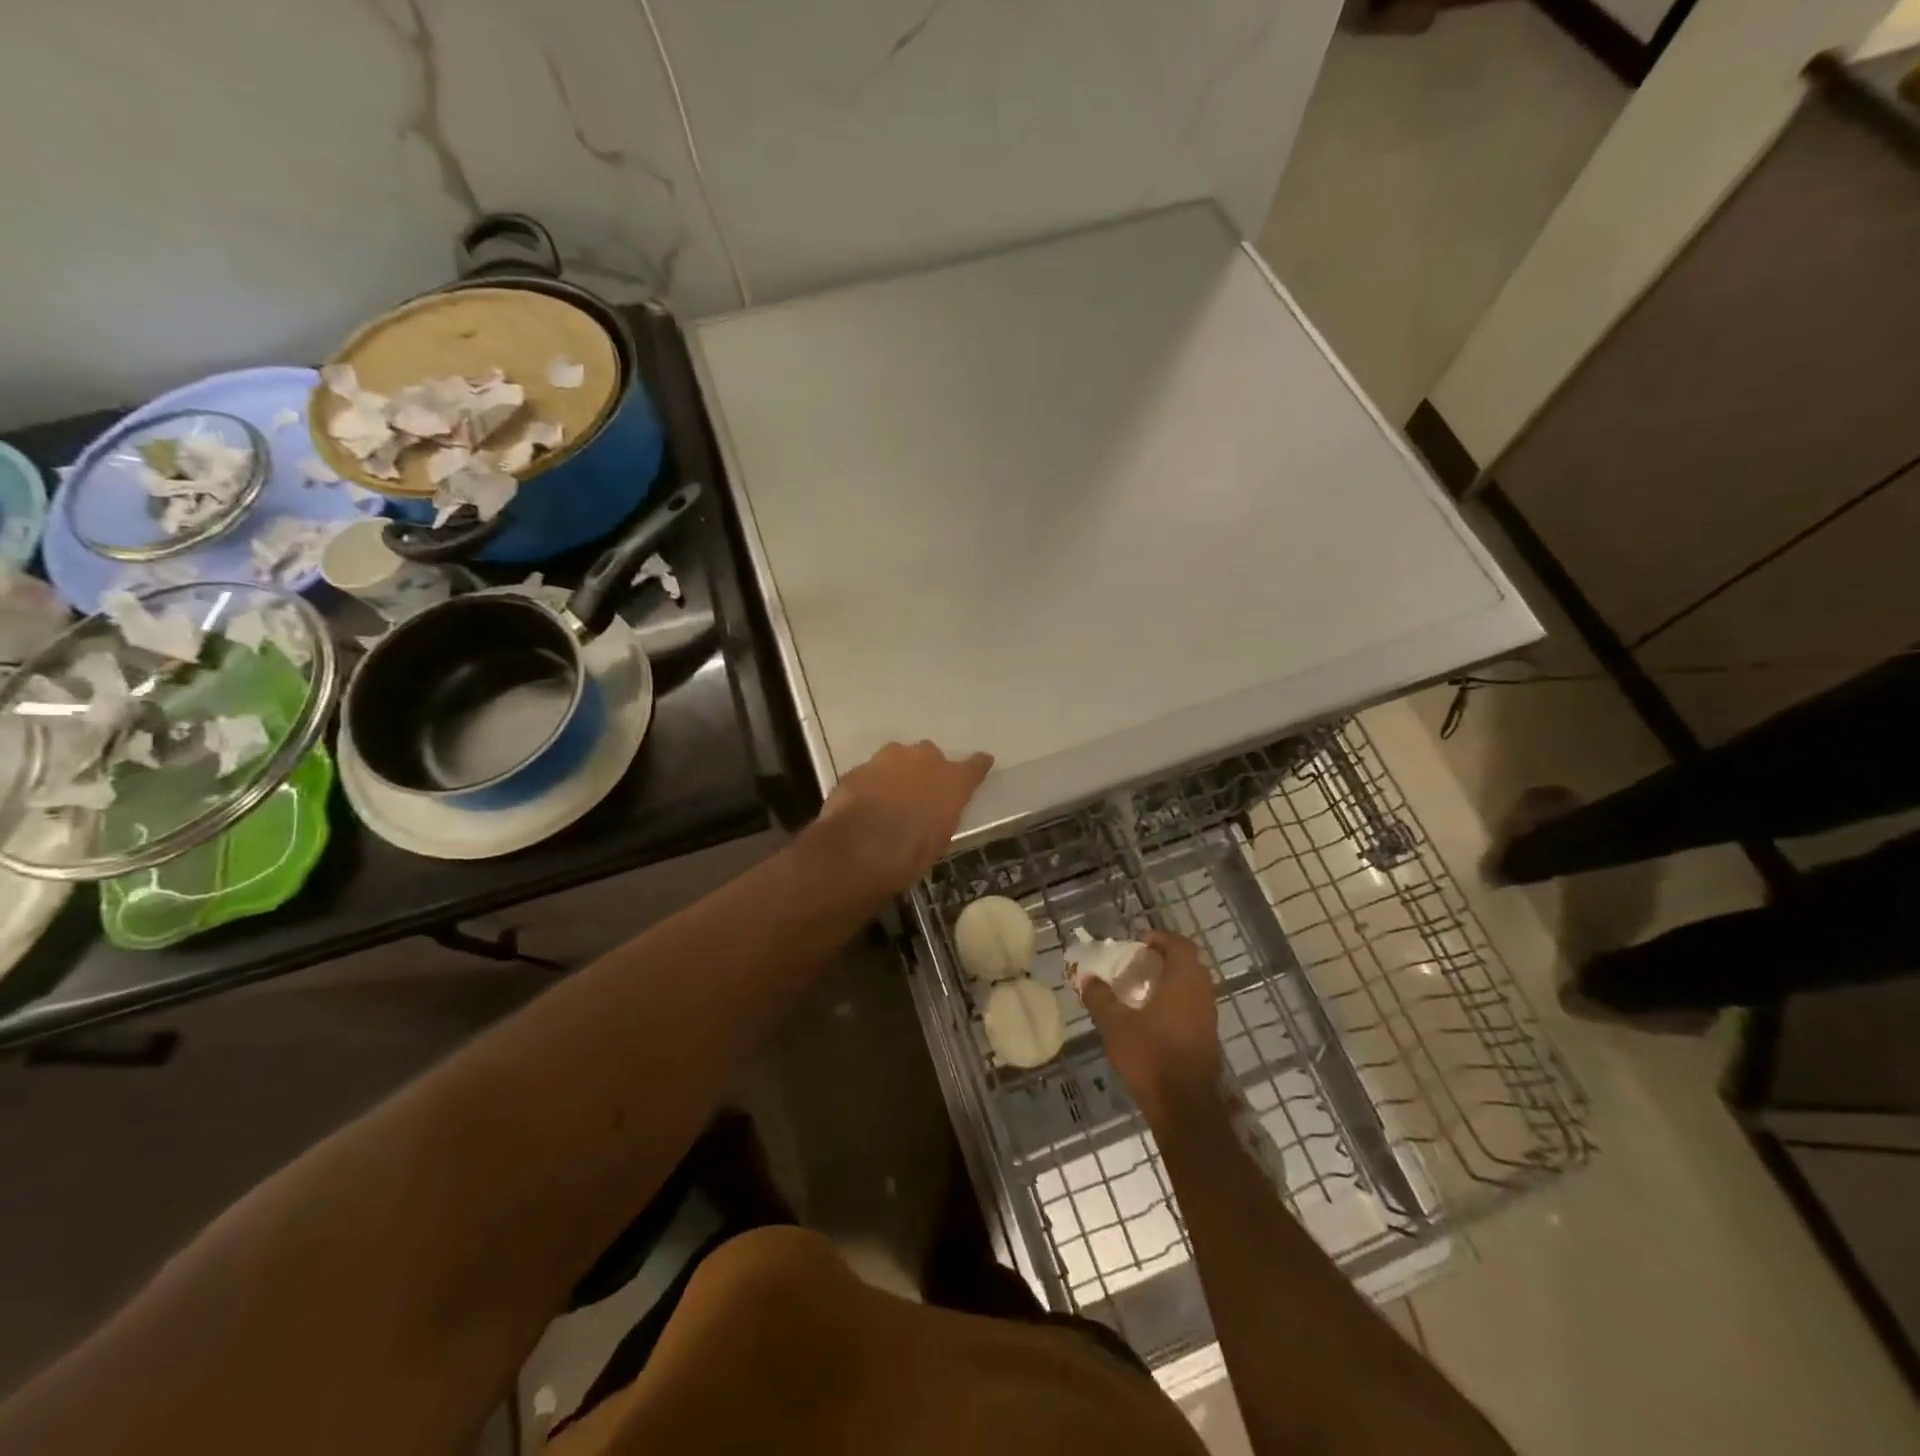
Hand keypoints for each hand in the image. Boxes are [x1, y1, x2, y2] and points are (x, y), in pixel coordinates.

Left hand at [812, 741, 992, 896]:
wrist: (858, 848)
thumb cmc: (909, 854)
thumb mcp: (938, 840)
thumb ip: (940, 816)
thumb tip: (933, 814)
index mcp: (952, 781)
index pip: (974, 766)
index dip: (977, 766)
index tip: (982, 763)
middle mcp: (924, 760)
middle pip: (930, 755)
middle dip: (927, 769)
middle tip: (920, 791)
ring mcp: (888, 759)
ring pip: (898, 757)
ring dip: (897, 771)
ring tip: (890, 795)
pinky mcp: (859, 767)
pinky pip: (871, 772)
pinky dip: (872, 783)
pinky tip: (865, 802)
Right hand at [1082, 932, 1224, 1131]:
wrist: (1185, 1109)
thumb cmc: (1151, 1058)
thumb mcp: (1116, 1025)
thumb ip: (1101, 999)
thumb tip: (1088, 978)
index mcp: (1184, 982)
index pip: (1180, 946)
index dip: (1161, 939)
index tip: (1140, 943)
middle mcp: (1202, 995)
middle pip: (1190, 965)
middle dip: (1166, 959)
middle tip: (1140, 963)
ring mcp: (1209, 1019)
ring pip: (1193, 987)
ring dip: (1172, 982)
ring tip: (1144, 990)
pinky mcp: (1208, 1040)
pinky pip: (1194, 1008)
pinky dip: (1177, 1002)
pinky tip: (1154, 1019)